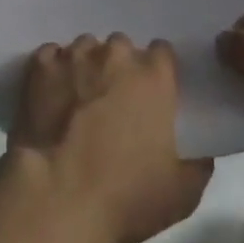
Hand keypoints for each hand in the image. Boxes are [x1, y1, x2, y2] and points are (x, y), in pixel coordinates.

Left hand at [5, 34, 213, 242]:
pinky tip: (52, 94)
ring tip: (79, 99)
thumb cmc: (125, 195)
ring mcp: (75, 55)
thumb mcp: (180, 195)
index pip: (162, 52)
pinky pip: (51, 56)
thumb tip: (202, 154)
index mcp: (153, 76)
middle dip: (120, 68)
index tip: (153, 95)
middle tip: (114, 102)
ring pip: (86, 48)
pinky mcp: (41, 65)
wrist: (58, 193)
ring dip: (87, 66)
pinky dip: (53, 71)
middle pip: (122, 47)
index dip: (159, 72)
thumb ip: (197, 167)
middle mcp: (115, 54)